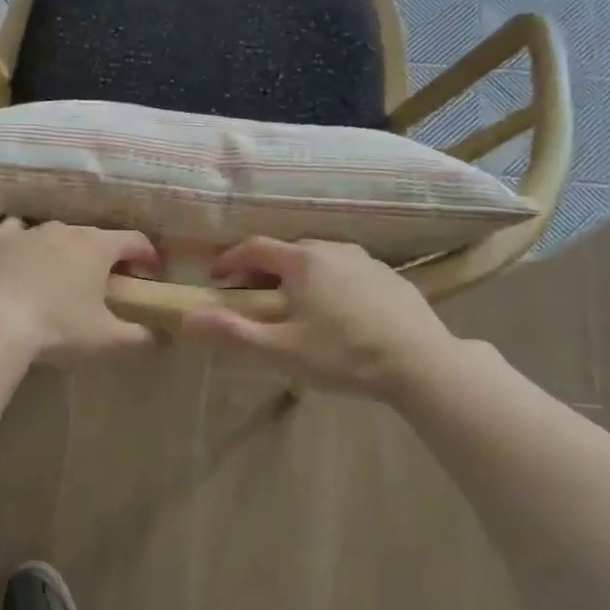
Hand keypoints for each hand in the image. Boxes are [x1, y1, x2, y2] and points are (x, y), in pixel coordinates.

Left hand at [0, 218, 159, 364]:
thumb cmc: (58, 329)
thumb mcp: (107, 340)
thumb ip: (141, 337)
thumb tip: (163, 338)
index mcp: (98, 247)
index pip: (135, 240)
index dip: (148, 255)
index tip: (152, 273)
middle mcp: (66, 229)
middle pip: (96, 237)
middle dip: (107, 256)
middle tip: (107, 282)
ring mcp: (28, 231)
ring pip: (57, 234)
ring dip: (66, 250)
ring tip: (63, 276)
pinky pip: (18, 233)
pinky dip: (26, 243)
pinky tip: (23, 260)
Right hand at [180, 239, 463, 396]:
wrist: (422, 362)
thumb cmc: (344, 354)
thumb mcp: (282, 349)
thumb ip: (233, 332)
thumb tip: (187, 319)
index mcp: (303, 260)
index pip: (254, 247)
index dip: (229, 260)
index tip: (214, 278)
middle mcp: (333, 249)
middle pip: (286, 251)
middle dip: (262, 269)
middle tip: (251, 296)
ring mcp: (366, 260)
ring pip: (319, 260)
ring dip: (297, 275)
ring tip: (293, 305)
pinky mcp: (390, 277)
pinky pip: (346, 271)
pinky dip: (329, 283)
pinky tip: (336, 312)